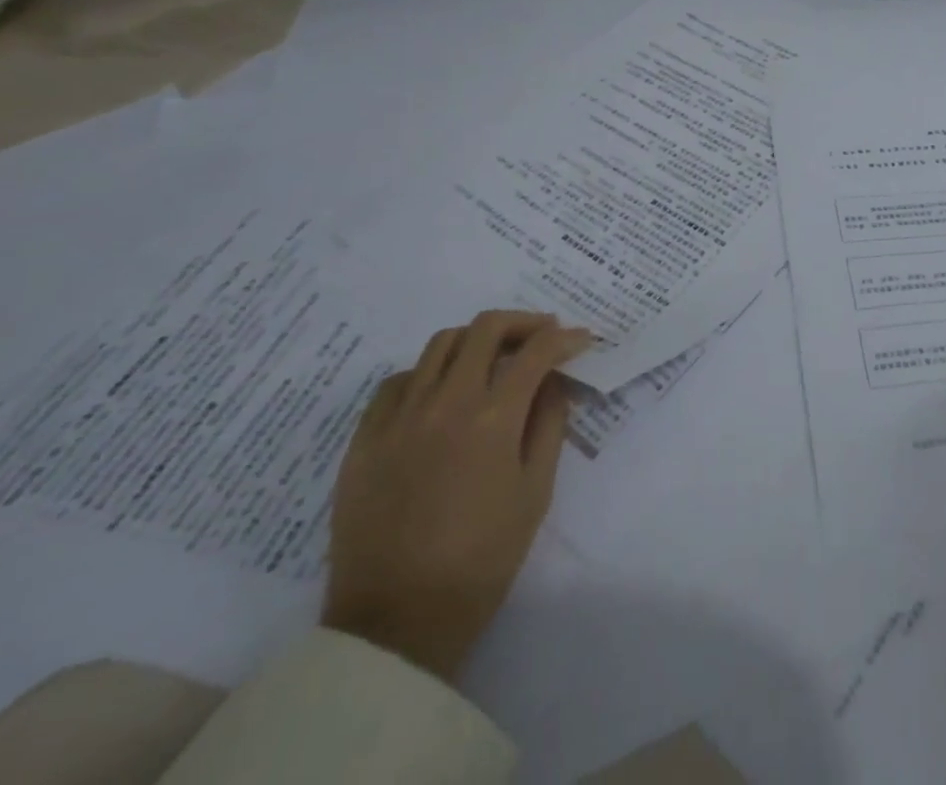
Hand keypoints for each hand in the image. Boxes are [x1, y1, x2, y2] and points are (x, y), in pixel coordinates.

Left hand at [322, 310, 592, 678]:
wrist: (396, 622)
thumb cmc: (481, 559)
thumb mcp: (535, 492)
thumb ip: (549, 425)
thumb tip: (554, 381)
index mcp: (492, 419)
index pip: (536, 351)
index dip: (565, 338)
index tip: (581, 340)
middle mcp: (445, 403)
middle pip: (486, 328)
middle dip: (523, 322)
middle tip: (541, 335)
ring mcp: (399, 418)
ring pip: (440, 344)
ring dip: (476, 339)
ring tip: (493, 356)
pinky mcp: (364, 439)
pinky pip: (397, 382)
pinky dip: (427, 372)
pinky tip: (440, 392)